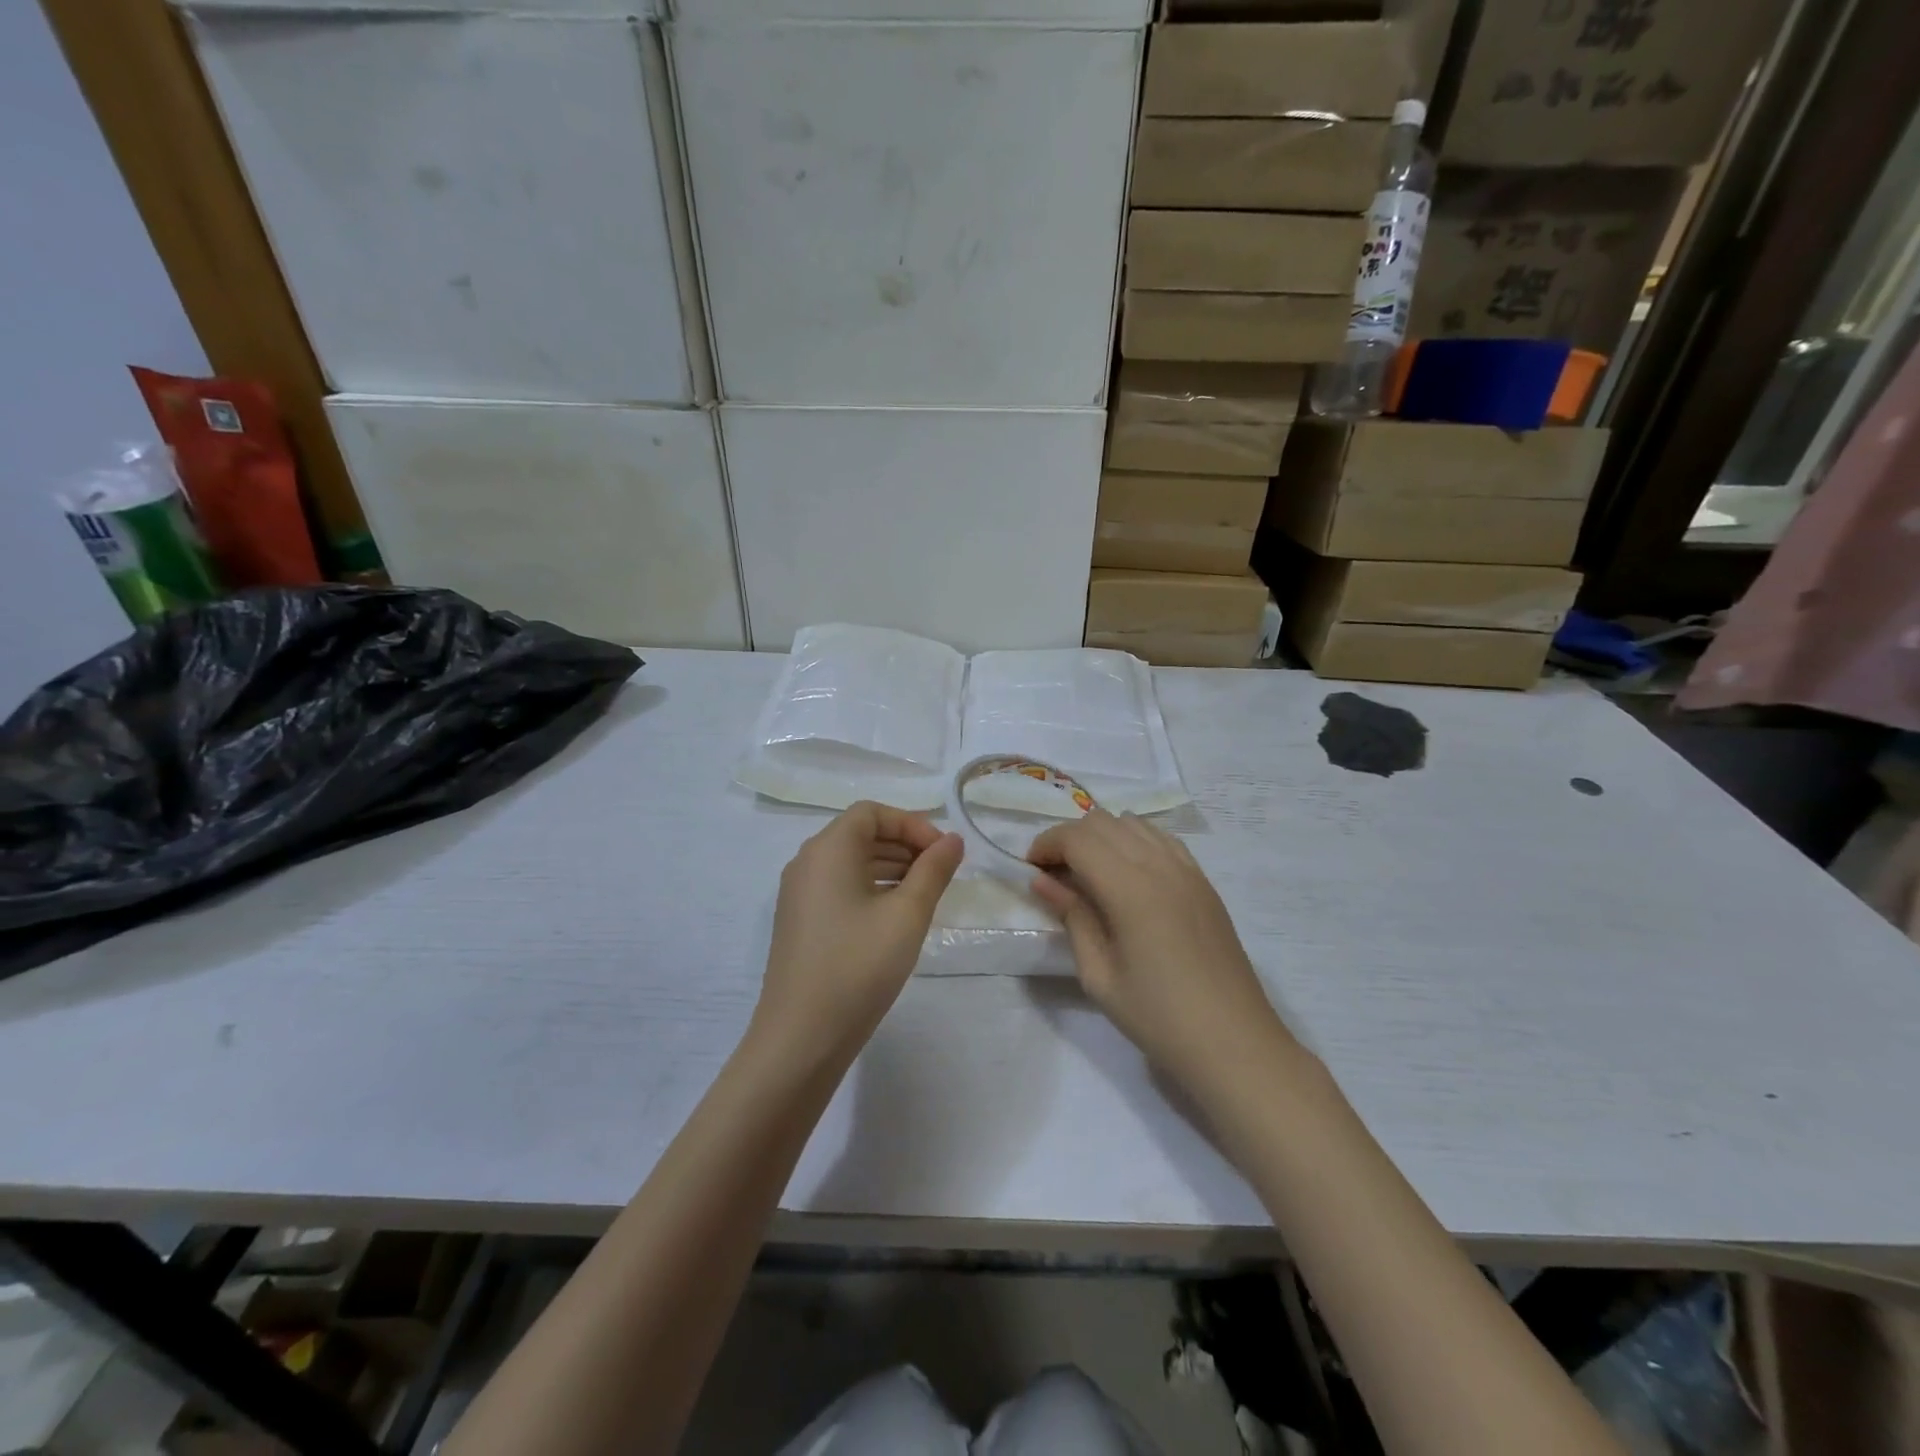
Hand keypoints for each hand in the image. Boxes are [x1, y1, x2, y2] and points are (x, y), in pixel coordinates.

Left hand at [753, 802, 963, 1065]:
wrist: (801, 1038)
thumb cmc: (858, 966)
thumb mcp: (907, 915)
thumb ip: (933, 871)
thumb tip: (953, 840)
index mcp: (828, 849)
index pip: (872, 813)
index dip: (912, 824)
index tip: (944, 853)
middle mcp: (807, 863)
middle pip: (860, 834)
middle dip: (904, 845)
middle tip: (942, 873)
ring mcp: (799, 894)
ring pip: (851, 862)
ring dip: (890, 868)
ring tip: (926, 894)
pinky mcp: (800, 922)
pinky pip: (839, 887)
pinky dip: (871, 888)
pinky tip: (896, 916)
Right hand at [1028, 810, 1294, 1094]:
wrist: (1233, 1042)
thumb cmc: (1158, 1017)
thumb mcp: (1099, 975)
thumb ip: (1072, 917)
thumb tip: (1042, 880)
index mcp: (1131, 889)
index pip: (1078, 838)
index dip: (1047, 845)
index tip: (1031, 869)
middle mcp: (1160, 866)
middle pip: (1103, 822)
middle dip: (1069, 838)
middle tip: (1053, 874)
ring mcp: (1187, 870)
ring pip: (1133, 823)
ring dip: (1101, 837)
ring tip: (1087, 873)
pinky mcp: (1203, 881)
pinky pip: (1161, 839)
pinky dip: (1133, 842)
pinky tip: (1126, 875)